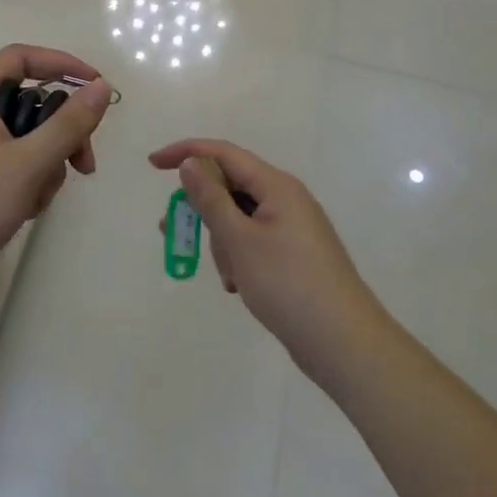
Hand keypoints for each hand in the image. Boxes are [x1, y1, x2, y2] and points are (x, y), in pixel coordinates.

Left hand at [0, 46, 112, 302]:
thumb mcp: (29, 163)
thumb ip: (69, 123)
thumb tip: (101, 87)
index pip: (20, 57)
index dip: (60, 63)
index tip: (96, 87)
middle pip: (25, 103)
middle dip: (59, 131)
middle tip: (84, 165)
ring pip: (18, 140)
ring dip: (42, 164)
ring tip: (36, 200)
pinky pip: (2, 166)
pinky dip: (21, 182)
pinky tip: (21, 212)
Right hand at [150, 140, 385, 388]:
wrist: (345, 344)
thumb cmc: (288, 285)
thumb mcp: (239, 240)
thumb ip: (211, 198)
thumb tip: (191, 162)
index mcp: (276, 185)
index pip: (223, 153)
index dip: (185, 152)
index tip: (152, 164)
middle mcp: (286, 199)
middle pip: (230, 187)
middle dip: (201, 208)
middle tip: (171, 231)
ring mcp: (293, 228)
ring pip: (240, 218)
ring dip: (221, 240)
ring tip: (227, 277)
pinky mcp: (295, 256)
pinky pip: (254, 241)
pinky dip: (239, 257)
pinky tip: (238, 286)